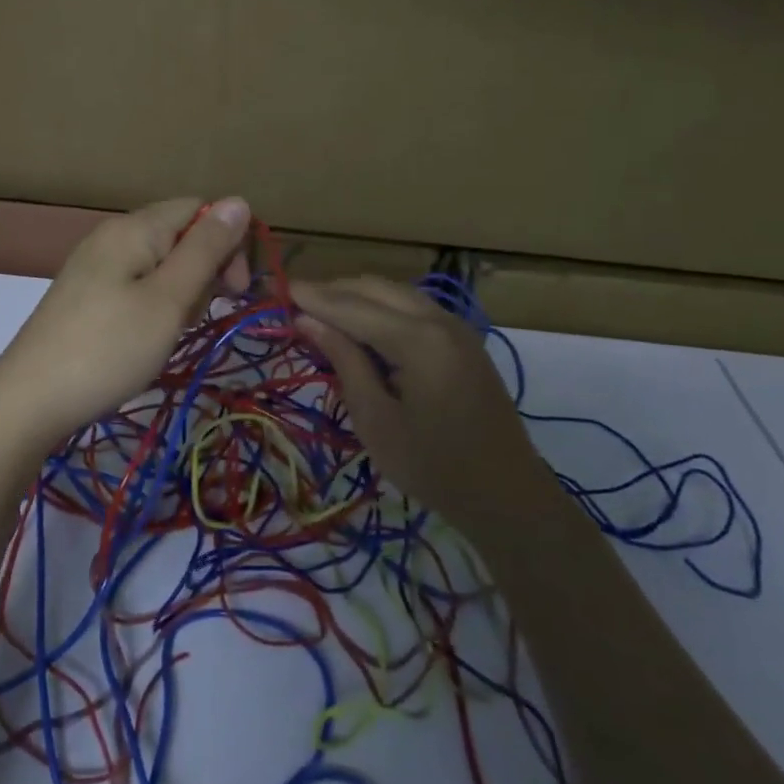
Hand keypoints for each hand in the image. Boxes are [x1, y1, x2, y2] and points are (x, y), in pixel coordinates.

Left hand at [0, 197, 252, 454]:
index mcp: (135, 227)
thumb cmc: (109, 348)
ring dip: (181, 292)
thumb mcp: (168, 299)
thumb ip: (205, 250)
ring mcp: (95, 265)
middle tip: (199, 315)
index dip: (228, 242)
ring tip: (171, 331)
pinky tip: (147, 336)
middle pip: (179, 233)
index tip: (236, 291)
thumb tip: (239, 200)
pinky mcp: (86, 293)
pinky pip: (136, 283)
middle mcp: (112, 235)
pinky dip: (155, 304)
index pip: (199, 209)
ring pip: (160, 262)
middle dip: (205, 269)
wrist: (30, 400)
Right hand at [291, 276, 533, 506]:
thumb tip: (307, 320)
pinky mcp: (462, 339)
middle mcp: (439, 320)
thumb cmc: (432, 466)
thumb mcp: (375, 420)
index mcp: (418, 340)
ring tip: (319, 311)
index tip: (276, 288)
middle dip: (332, 290)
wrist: (507, 496)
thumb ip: (343, 361)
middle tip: (293, 302)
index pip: (351, 306)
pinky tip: (359, 324)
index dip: (312, 297)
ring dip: (355, 295)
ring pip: (394, 292)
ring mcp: (455, 326)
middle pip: (373, 288)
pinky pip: (412, 306)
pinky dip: (380, 306)